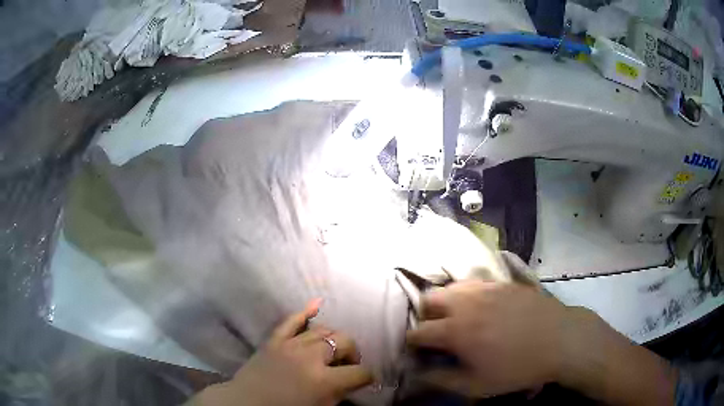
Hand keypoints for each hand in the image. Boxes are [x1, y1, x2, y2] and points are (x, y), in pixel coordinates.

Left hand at [194, 301, 372, 405]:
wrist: (247, 403)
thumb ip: (340, 393)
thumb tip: (352, 382)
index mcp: (324, 380)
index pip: (359, 372)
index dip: (367, 377)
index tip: (366, 380)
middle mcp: (310, 357)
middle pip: (344, 341)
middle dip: (353, 352)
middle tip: (348, 365)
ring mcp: (290, 344)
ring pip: (323, 330)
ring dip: (334, 339)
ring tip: (333, 351)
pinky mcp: (275, 339)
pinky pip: (292, 320)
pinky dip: (305, 311)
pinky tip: (317, 303)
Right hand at [407, 280, 676, 404]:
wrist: (560, 340)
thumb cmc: (518, 368)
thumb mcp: (477, 385)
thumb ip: (442, 380)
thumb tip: (416, 375)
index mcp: (456, 330)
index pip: (419, 331)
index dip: (412, 342)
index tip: (417, 351)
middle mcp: (466, 303)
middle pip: (429, 298)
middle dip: (425, 315)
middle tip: (437, 332)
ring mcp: (486, 288)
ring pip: (452, 286)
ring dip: (446, 301)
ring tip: (457, 318)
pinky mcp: (503, 283)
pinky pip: (475, 282)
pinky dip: (468, 293)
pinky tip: (480, 307)